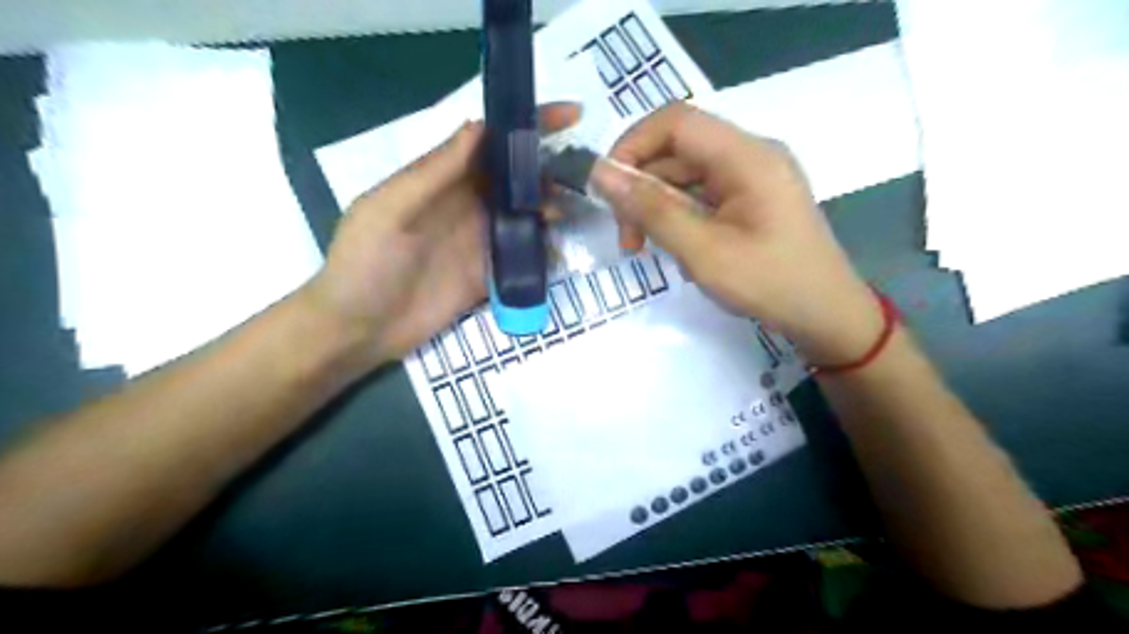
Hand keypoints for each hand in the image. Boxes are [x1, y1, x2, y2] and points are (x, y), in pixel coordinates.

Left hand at [300, 103, 580, 370]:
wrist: (359, 329)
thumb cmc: (365, 263)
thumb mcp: (389, 209)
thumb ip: (433, 172)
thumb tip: (479, 126)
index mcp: (443, 180)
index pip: (492, 142)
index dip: (528, 124)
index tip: (571, 116)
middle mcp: (468, 204)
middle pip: (517, 176)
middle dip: (551, 167)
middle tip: (587, 171)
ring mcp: (482, 240)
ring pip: (527, 213)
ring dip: (553, 207)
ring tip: (579, 209)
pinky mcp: (490, 274)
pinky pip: (525, 255)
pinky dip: (546, 249)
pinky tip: (564, 248)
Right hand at [593, 105, 880, 366]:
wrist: (827, 316)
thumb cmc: (770, 285)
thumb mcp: (703, 252)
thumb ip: (652, 209)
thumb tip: (601, 173)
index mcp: (747, 156)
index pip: (676, 121)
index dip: (632, 145)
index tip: (608, 190)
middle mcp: (750, 155)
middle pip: (678, 149)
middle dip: (642, 188)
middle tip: (627, 239)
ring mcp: (752, 177)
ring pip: (686, 173)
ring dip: (657, 206)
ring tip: (647, 248)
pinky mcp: (751, 199)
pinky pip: (702, 194)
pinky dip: (679, 216)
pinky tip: (677, 248)